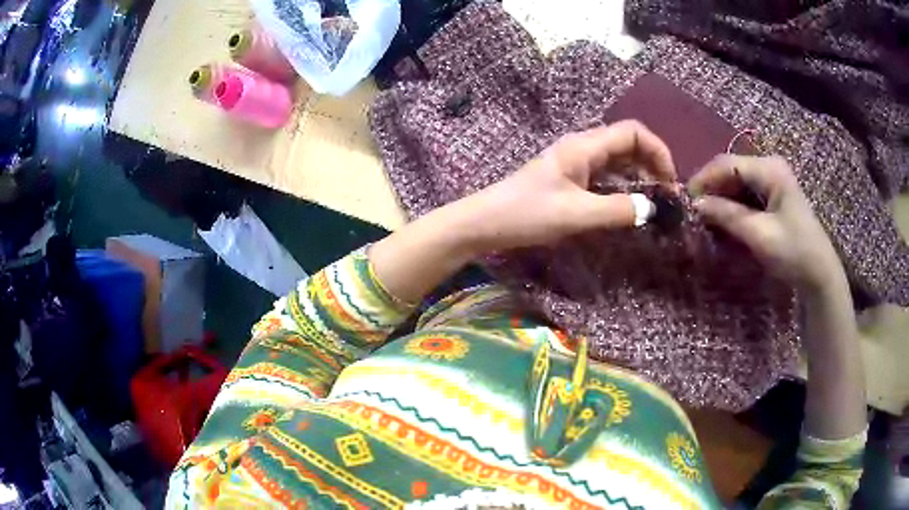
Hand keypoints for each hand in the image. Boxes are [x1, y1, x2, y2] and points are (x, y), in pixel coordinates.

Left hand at [453, 120, 675, 253]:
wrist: (486, 222)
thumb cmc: (526, 214)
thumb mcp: (576, 214)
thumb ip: (617, 210)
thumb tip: (653, 209)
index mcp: (584, 146)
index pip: (633, 132)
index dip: (658, 151)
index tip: (671, 182)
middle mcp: (583, 148)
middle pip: (629, 144)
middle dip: (653, 164)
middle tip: (667, 197)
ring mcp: (576, 163)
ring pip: (619, 161)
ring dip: (640, 177)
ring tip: (656, 203)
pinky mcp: (571, 179)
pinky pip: (606, 176)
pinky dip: (624, 187)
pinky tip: (630, 206)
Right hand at [689, 155, 842, 290]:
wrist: (820, 274)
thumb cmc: (794, 252)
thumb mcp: (759, 235)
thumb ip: (728, 215)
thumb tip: (696, 204)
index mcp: (769, 169)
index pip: (727, 163)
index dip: (704, 179)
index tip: (685, 201)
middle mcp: (770, 168)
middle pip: (731, 171)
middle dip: (712, 191)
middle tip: (695, 214)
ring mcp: (773, 182)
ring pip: (737, 184)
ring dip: (722, 201)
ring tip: (708, 222)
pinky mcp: (774, 197)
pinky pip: (747, 196)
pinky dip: (734, 209)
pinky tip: (726, 224)